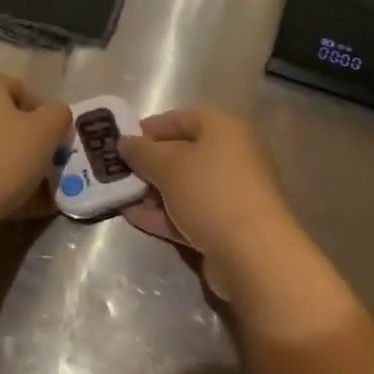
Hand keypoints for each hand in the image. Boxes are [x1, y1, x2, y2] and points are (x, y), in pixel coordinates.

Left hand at [0, 75, 70, 224]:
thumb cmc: (3, 159)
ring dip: (6, 160)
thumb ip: (58, 114)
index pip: (19, 89)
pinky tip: (2, 200)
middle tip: (41, 162)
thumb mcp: (46, 132)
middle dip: (24, 138)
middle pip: (1, 117)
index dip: (41, 112)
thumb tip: (55, 115)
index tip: (53, 139)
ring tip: (26, 188)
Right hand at [118, 108, 304, 294]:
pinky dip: (164, 214)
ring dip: (154, 190)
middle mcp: (233, 156)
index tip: (123, 139)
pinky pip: (190, 213)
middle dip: (150, 162)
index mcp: (225, 130)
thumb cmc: (211, 192)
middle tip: (119, 170)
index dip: (151, 127)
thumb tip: (125, 142)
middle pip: (184, 153)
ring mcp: (232, 194)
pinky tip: (133, 217)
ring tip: (121, 195)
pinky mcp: (227, 226)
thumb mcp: (168, 165)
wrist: (254, 254)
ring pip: (186, 186)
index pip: (182, 118)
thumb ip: (142, 152)